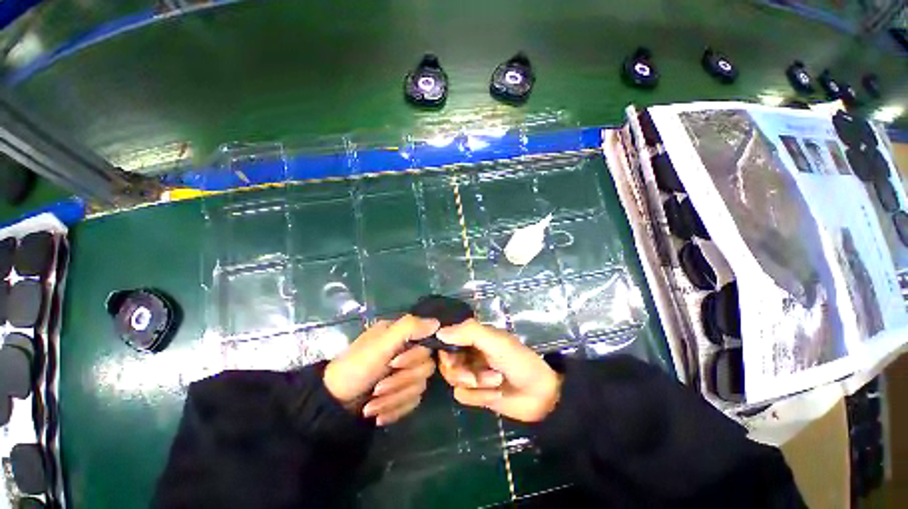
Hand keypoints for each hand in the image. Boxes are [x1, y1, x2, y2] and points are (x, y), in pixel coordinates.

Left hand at [324, 315, 438, 425]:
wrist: (333, 403)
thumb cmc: (355, 368)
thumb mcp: (380, 344)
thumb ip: (409, 328)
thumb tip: (437, 323)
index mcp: (402, 335)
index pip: (428, 344)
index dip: (414, 358)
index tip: (394, 364)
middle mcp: (407, 352)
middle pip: (425, 369)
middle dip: (400, 382)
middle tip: (378, 388)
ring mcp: (405, 373)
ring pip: (419, 388)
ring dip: (394, 399)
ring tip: (371, 405)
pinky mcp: (402, 392)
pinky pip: (412, 402)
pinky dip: (394, 410)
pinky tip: (377, 414)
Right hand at [437, 319, 561, 422]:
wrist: (541, 395)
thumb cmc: (519, 361)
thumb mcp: (496, 341)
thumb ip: (469, 332)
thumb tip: (439, 333)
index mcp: (475, 337)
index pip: (448, 339)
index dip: (446, 350)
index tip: (452, 358)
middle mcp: (470, 353)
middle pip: (447, 362)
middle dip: (461, 371)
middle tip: (474, 377)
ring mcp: (473, 374)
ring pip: (453, 379)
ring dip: (475, 383)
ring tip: (495, 381)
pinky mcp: (477, 394)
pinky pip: (462, 395)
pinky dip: (478, 397)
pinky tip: (495, 394)